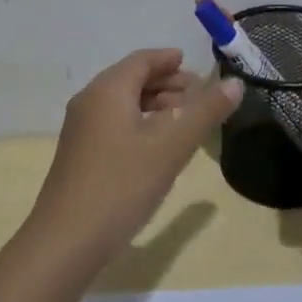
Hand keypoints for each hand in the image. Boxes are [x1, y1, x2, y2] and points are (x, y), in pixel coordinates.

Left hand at [25, 48, 242, 268]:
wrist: (66, 241)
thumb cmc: (121, 185)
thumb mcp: (171, 148)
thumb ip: (204, 112)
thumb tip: (235, 83)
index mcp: (108, 90)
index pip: (142, 60)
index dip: (168, 59)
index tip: (193, 64)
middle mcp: (90, 101)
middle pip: (131, 79)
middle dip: (166, 83)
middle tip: (199, 94)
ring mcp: (80, 129)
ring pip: (122, 103)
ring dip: (154, 104)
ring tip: (185, 119)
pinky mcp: (79, 154)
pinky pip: (113, 123)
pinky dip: (139, 123)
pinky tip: (158, 145)